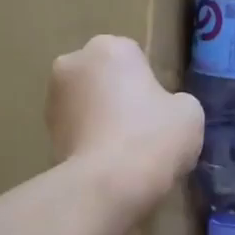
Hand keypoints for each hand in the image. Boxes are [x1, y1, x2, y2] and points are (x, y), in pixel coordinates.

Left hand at [47, 35, 203, 216]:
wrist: (107, 186)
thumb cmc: (153, 137)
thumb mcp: (190, 112)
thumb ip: (176, 101)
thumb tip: (165, 110)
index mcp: (109, 47)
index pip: (136, 58)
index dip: (151, 85)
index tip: (162, 111)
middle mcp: (73, 64)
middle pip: (106, 79)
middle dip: (120, 98)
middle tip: (145, 131)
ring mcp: (53, 99)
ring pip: (88, 105)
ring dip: (103, 120)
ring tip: (127, 153)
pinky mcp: (44, 134)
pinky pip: (78, 132)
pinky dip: (91, 143)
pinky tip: (110, 166)